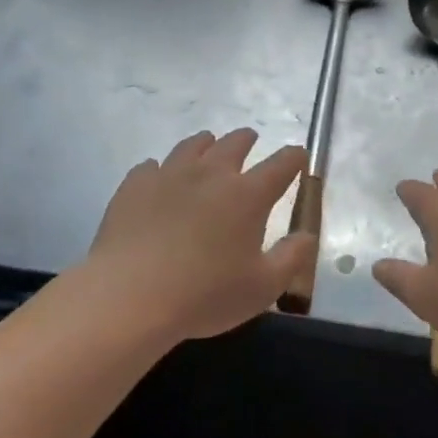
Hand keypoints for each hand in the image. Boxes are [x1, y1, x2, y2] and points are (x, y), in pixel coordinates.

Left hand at [86, 129, 312, 341]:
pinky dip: (162, 169)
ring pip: (192, 146)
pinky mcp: (134, 186)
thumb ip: (291, 257)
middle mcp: (211, 174)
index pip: (281, 164)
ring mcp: (169, 175)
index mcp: (248, 195)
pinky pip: (151, 166)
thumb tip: (307, 235)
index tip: (298, 157)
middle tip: (250, 140)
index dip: (294, 157)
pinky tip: (159, 179)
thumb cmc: (205, 295)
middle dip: (247, 140)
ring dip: (206, 144)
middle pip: (234, 143)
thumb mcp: (263, 288)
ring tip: (207, 146)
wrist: (130, 297)